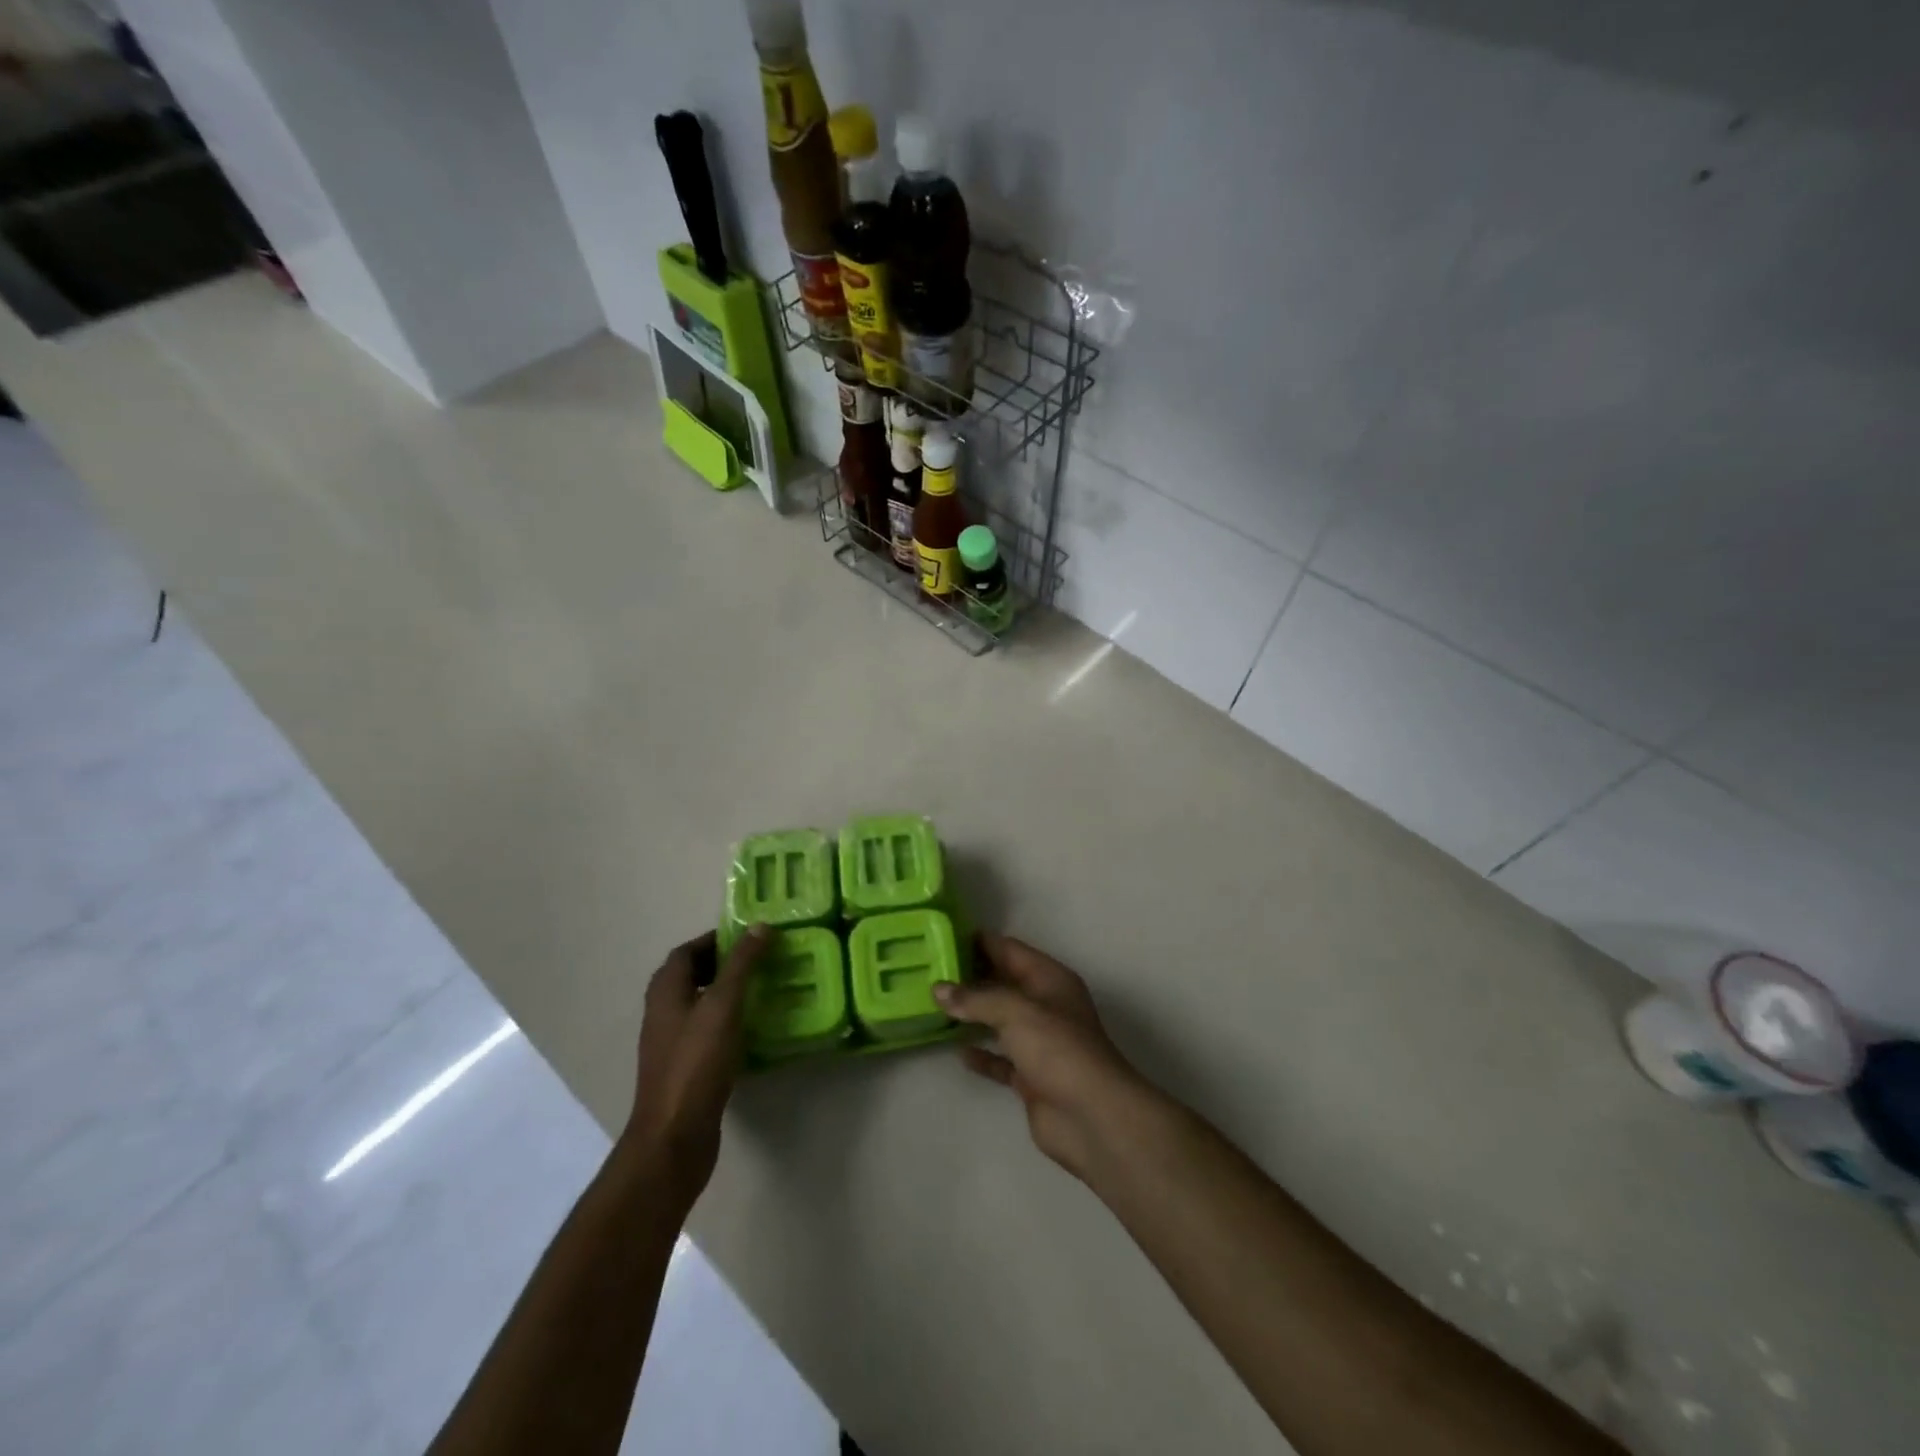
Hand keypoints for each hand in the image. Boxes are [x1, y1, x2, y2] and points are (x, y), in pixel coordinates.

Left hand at [622, 925, 770, 1200]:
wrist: (674, 1136)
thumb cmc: (696, 1063)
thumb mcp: (723, 1006)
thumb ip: (741, 964)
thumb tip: (759, 925)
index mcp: (666, 992)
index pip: (686, 952)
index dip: (715, 940)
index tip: (750, 937)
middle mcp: (663, 1013)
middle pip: (691, 976)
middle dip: (723, 964)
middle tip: (761, 960)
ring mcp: (672, 1043)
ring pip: (700, 1005)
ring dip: (727, 993)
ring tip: (764, 989)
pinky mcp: (685, 1068)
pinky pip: (707, 1032)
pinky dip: (728, 1022)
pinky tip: (754, 1029)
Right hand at [934, 934, 1148, 1181]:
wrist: (1091, 1116)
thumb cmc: (1057, 1049)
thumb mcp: (1015, 1011)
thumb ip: (976, 998)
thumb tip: (939, 989)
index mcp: (1050, 979)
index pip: (1010, 950)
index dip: (979, 942)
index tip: (943, 938)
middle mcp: (1046, 1005)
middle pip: (1003, 983)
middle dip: (971, 977)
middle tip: (931, 971)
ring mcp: (1040, 1042)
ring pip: (1000, 1020)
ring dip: (973, 1015)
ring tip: (935, 1006)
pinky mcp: (1031, 1076)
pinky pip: (1001, 1059)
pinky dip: (982, 1054)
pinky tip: (958, 1052)